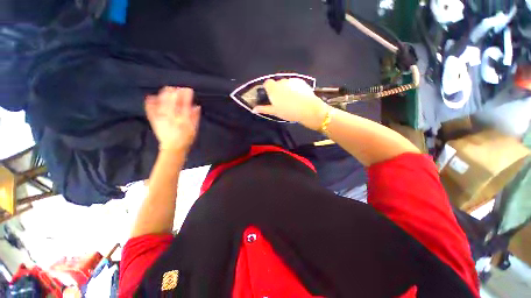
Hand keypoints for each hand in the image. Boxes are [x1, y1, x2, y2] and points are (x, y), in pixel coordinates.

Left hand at [145, 87, 200, 151]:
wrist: (173, 148)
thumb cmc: (186, 138)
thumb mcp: (194, 129)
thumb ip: (195, 117)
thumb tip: (196, 106)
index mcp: (182, 118)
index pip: (184, 103)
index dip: (186, 95)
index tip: (188, 90)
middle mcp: (171, 116)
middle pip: (172, 100)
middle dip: (175, 92)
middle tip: (177, 89)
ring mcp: (161, 117)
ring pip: (161, 102)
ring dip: (164, 94)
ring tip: (167, 89)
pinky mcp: (154, 120)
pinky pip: (150, 110)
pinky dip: (150, 103)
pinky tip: (150, 97)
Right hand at [252, 79, 328, 129]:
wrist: (308, 109)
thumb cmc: (289, 111)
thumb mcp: (275, 112)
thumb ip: (264, 109)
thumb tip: (254, 109)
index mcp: (273, 88)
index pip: (267, 83)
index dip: (268, 89)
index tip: (271, 97)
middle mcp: (281, 82)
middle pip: (277, 83)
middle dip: (278, 89)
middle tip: (282, 101)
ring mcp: (292, 80)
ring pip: (286, 83)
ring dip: (286, 89)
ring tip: (291, 99)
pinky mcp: (301, 81)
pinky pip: (294, 83)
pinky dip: (294, 88)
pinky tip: (298, 96)